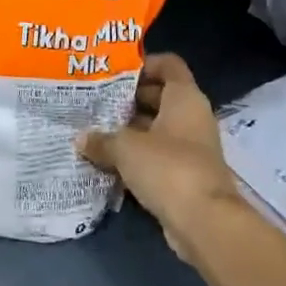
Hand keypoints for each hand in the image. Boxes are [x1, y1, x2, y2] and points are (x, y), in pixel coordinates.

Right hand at [77, 53, 239, 258]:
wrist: (204, 222)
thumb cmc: (168, 167)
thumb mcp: (126, 148)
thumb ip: (102, 139)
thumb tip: (81, 139)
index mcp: (184, 98)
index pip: (168, 64)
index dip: (143, 63)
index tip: (113, 71)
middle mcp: (191, 117)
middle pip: (159, 96)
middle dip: (128, 99)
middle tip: (95, 101)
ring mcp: (191, 147)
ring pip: (156, 128)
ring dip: (129, 130)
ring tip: (94, 130)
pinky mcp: (185, 175)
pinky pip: (157, 155)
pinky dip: (136, 156)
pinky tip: (107, 160)